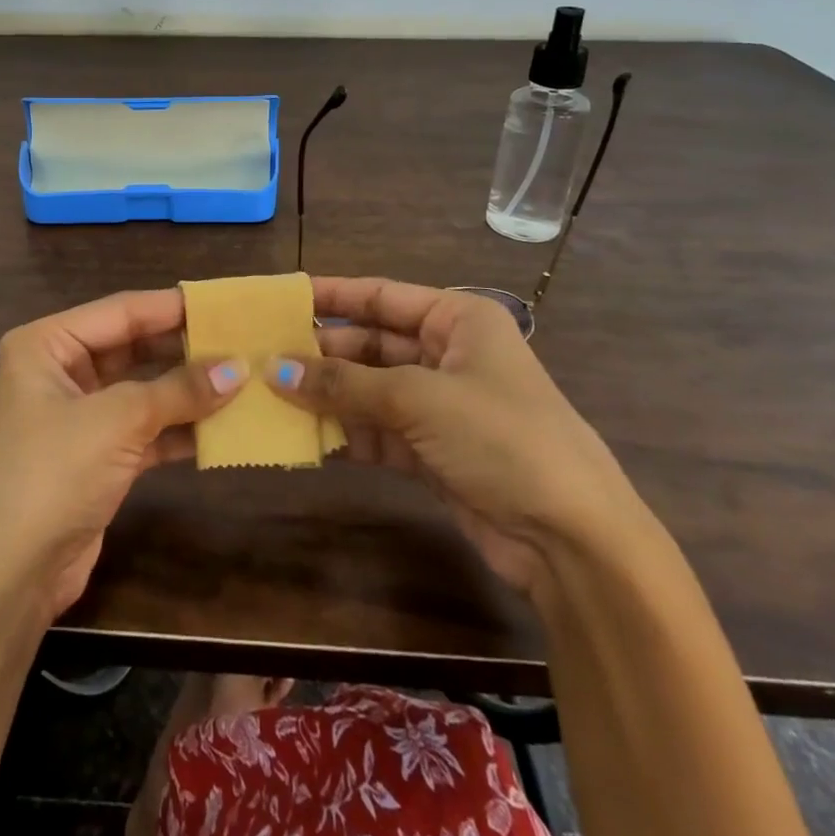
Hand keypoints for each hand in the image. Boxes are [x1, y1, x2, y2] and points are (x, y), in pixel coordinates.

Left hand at [0, 289, 243, 617]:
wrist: (9, 575)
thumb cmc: (52, 474)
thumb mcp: (117, 421)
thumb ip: (179, 390)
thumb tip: (239, 367)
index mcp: (46, 344)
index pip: (121, 312)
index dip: (174, 307)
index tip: (227, 303)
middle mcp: (59, 371)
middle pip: (133, 347)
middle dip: (185, 348)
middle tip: (242, 340)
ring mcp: (78, 416)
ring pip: (143, 389)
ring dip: (187, 390)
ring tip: (243, 379)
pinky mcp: (96, 456)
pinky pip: (145, 429)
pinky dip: (179, 428)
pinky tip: (223, 427)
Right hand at [266, 277, 640, 594]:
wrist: (572, 540)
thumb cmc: (501, 439)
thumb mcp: (419, 399)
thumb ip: (344, 384)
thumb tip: (274, 369)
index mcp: (457, 321)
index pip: (381, 296)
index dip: (330, 295)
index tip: (279, 298)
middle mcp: (447, 355)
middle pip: (370, 344)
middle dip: (320, 353)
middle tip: (262, 357)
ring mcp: (439, 406)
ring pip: (368, 390)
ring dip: (326, 396)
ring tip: (269, 396)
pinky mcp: (432, 452)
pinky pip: (376, 431)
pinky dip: (344, 434)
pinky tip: (302, 437)